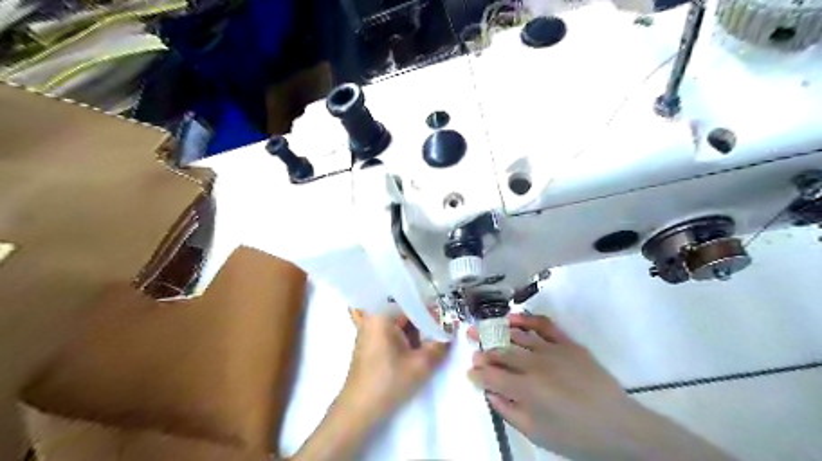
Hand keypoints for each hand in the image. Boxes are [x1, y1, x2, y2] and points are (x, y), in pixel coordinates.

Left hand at [337, 313, 448, 420]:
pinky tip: (416, 348)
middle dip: (423, 321)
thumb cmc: (389, 382)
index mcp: (381, 315)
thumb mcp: (421, 364)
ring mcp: (369, 330)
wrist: (359, 409)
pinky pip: (391, 332)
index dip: (430, 310)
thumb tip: (450, 334)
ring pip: (398, 323)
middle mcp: (372, 317)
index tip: (445, 320)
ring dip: (415, 331)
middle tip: (441, 331)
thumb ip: (440, 346)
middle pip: (404, 311)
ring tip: (431, 340)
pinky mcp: (369, 343)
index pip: (410, 302)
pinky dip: (404, 338)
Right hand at [469, 314, 730, 460]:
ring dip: (498, 332)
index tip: (470, 371)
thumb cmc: (576, 436)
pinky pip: (544, 325)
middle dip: (482, 349)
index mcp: (526, 389)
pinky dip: (527, 318)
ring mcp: (552, 350)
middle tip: (471, 345)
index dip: (477, 372)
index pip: (492, 375)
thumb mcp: (537, 433)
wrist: (619, 427)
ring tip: (485, 329)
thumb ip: (509, 412)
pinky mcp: (568, 343)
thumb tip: (490, 393)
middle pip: (501, 352)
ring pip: (518, 335)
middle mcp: (535, 365)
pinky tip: (514, 318)